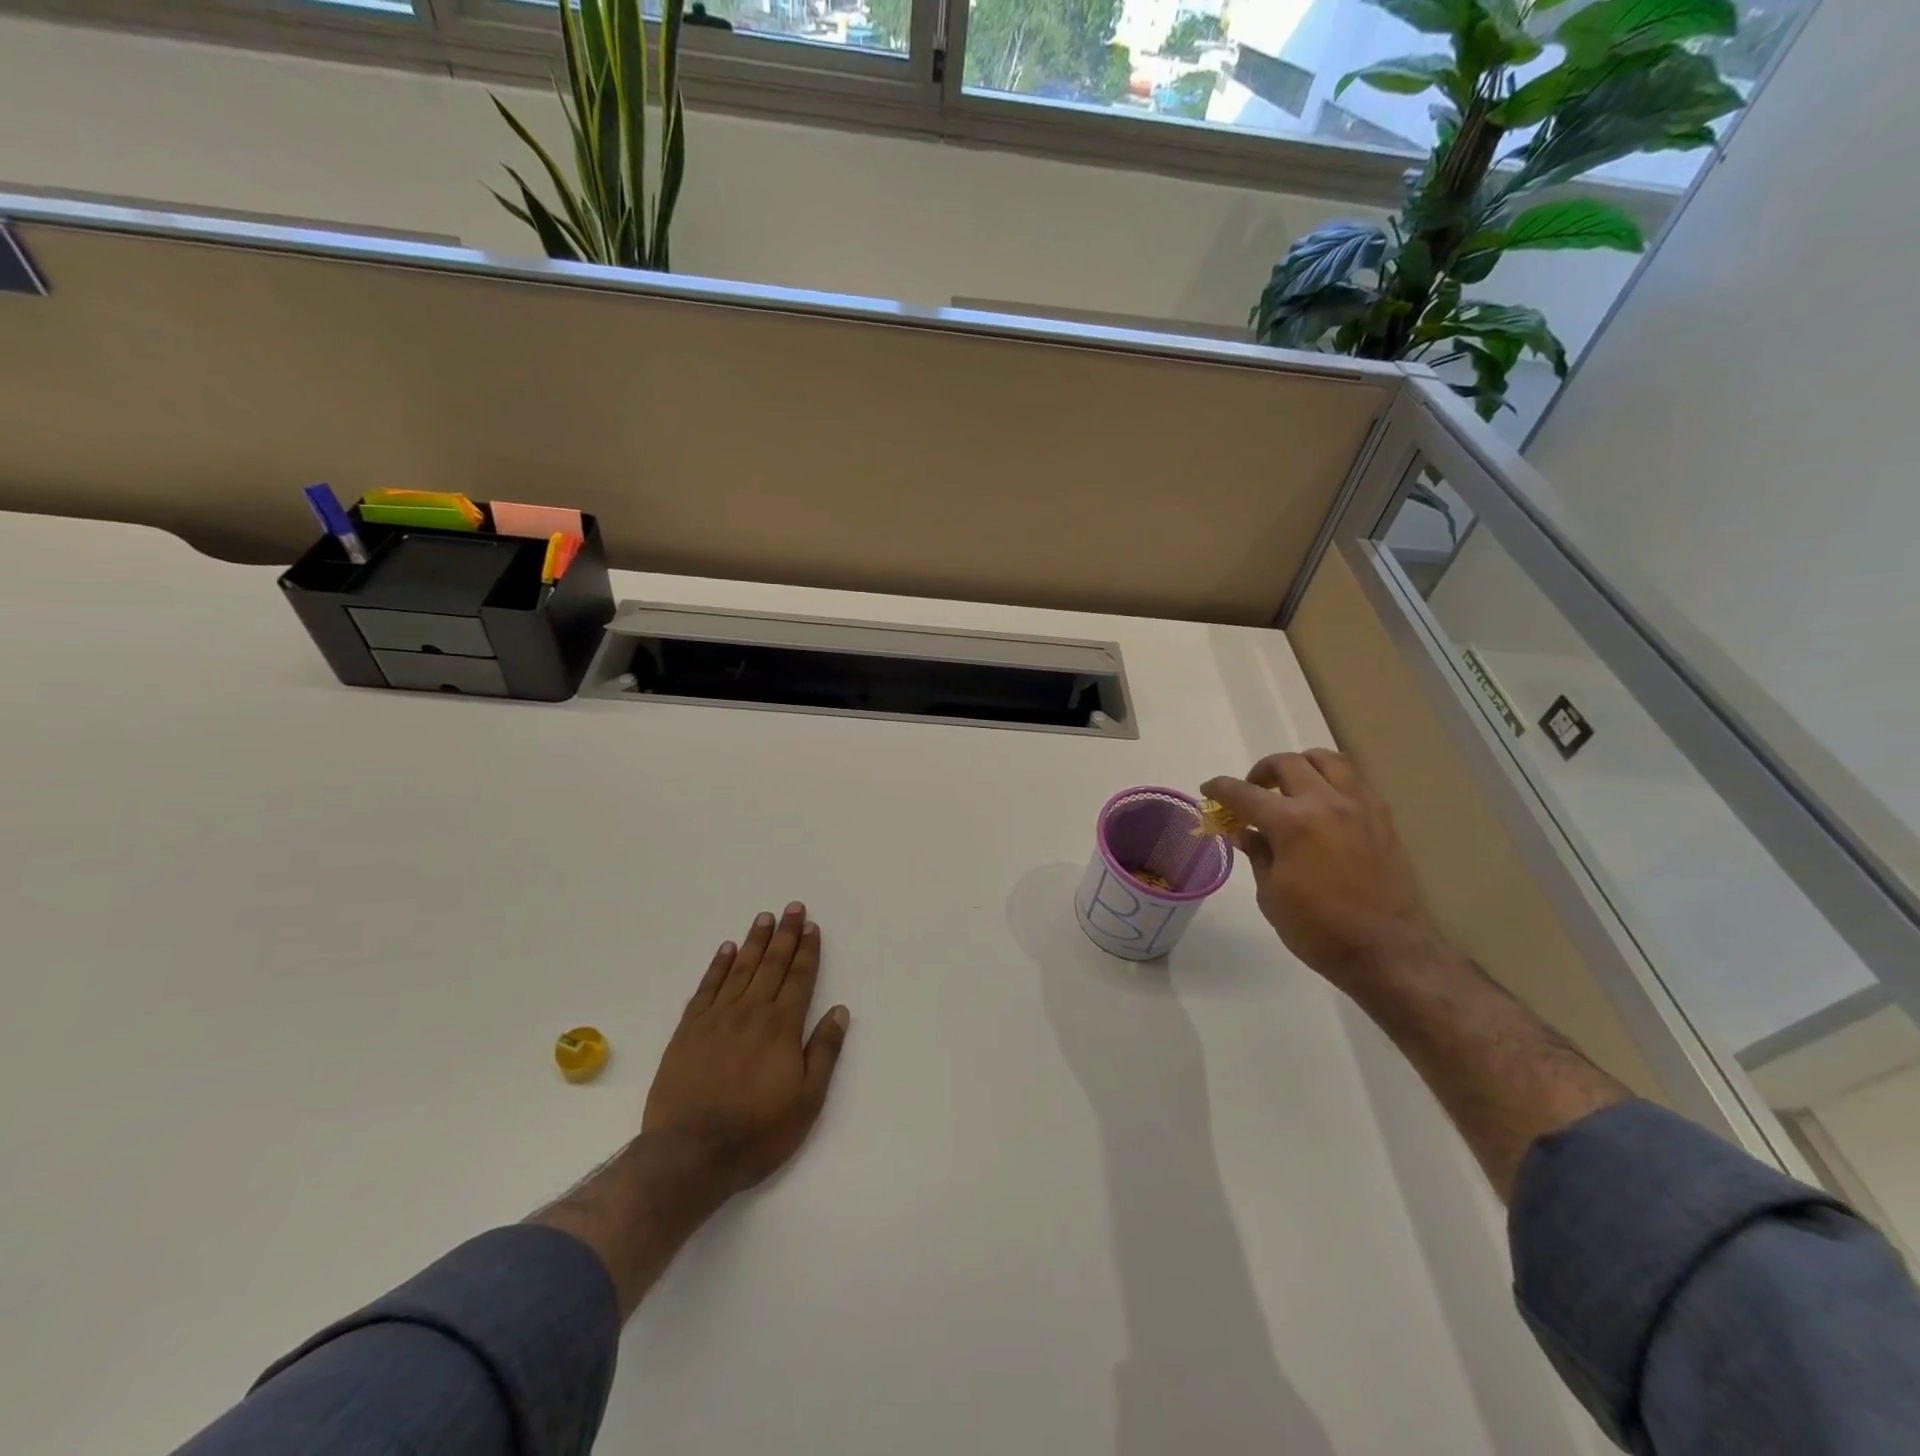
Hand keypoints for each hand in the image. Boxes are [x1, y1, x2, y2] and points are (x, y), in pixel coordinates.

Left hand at [643, 902, 851, 1194]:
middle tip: (792, 907)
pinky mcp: (688, 1030)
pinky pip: (707, 988)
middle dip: (785, 935)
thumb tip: (839, 1011)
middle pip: (772, 964)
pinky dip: (718, 966)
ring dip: (754, 942)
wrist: (690, 1153)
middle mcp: (751, 1012)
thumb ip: (824, 1052)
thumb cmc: (757, 1131)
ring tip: (764, 918)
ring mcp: (716, 1018)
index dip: (807, 951)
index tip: (811, 927)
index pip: (799, 978)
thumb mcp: (807, 1100)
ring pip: (740, 969)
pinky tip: (727, 950)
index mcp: (782, 1027)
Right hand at [1203, 750, 1441, 984]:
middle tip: (1251, 791)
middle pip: (1287, 764)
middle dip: (1260, 772)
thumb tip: (1243, 831)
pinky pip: (1354, 782)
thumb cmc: (1318, 929)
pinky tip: (1324, 806)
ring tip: (1291, 786)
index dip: (1220, 789)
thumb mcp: (1271, 894)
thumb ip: (1257, 853)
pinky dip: (1333, 782)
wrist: (1386, 951)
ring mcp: (1359, 807)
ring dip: (1302, 765)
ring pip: (1327, 759)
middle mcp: (1326, 803)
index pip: (1244, 793)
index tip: (1208, 790)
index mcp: (1292, 823)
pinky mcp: (1382, 819)